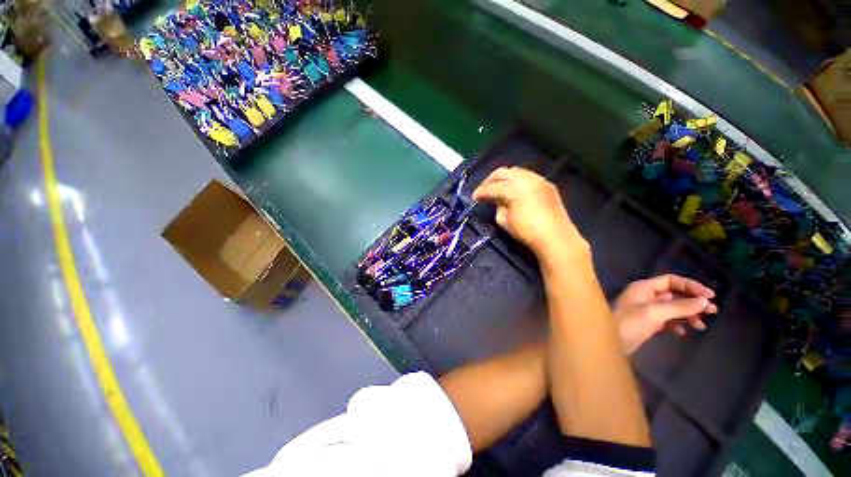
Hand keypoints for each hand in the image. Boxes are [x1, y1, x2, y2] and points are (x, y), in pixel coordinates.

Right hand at [472, 167, 584, 258]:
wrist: (555, 237)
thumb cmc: (526, 231)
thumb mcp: (504, 220)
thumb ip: (498, 206)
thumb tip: (497, 200)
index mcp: (514, 188)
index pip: (492, 187)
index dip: (481, 192)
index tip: (474, 197)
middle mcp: (527, 178)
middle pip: (503, 172)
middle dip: (490, 180)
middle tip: (483, 189)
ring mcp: (539, 179)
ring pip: (516, 171)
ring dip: (504, 178)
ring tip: (498, 188)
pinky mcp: (547, 184)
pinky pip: (527, 176)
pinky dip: (517, 180)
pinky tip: (514, 189)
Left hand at [613, 274, 717, 354]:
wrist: (608, 342)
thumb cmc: (628, 324)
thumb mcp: (654, 313)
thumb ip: (679, 307)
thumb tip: (704, 301)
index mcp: (643, 288)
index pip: (670, 281)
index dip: (691, 286)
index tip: (711, 296)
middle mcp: (644, 296)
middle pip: (673, 294)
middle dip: (693, 302)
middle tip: (713, 312)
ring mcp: (645, 311)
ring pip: (672, 308)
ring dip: (687, 314)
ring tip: (701, 326)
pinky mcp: (645, 324)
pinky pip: (666, 321)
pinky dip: (677, 324)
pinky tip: (683, 332)